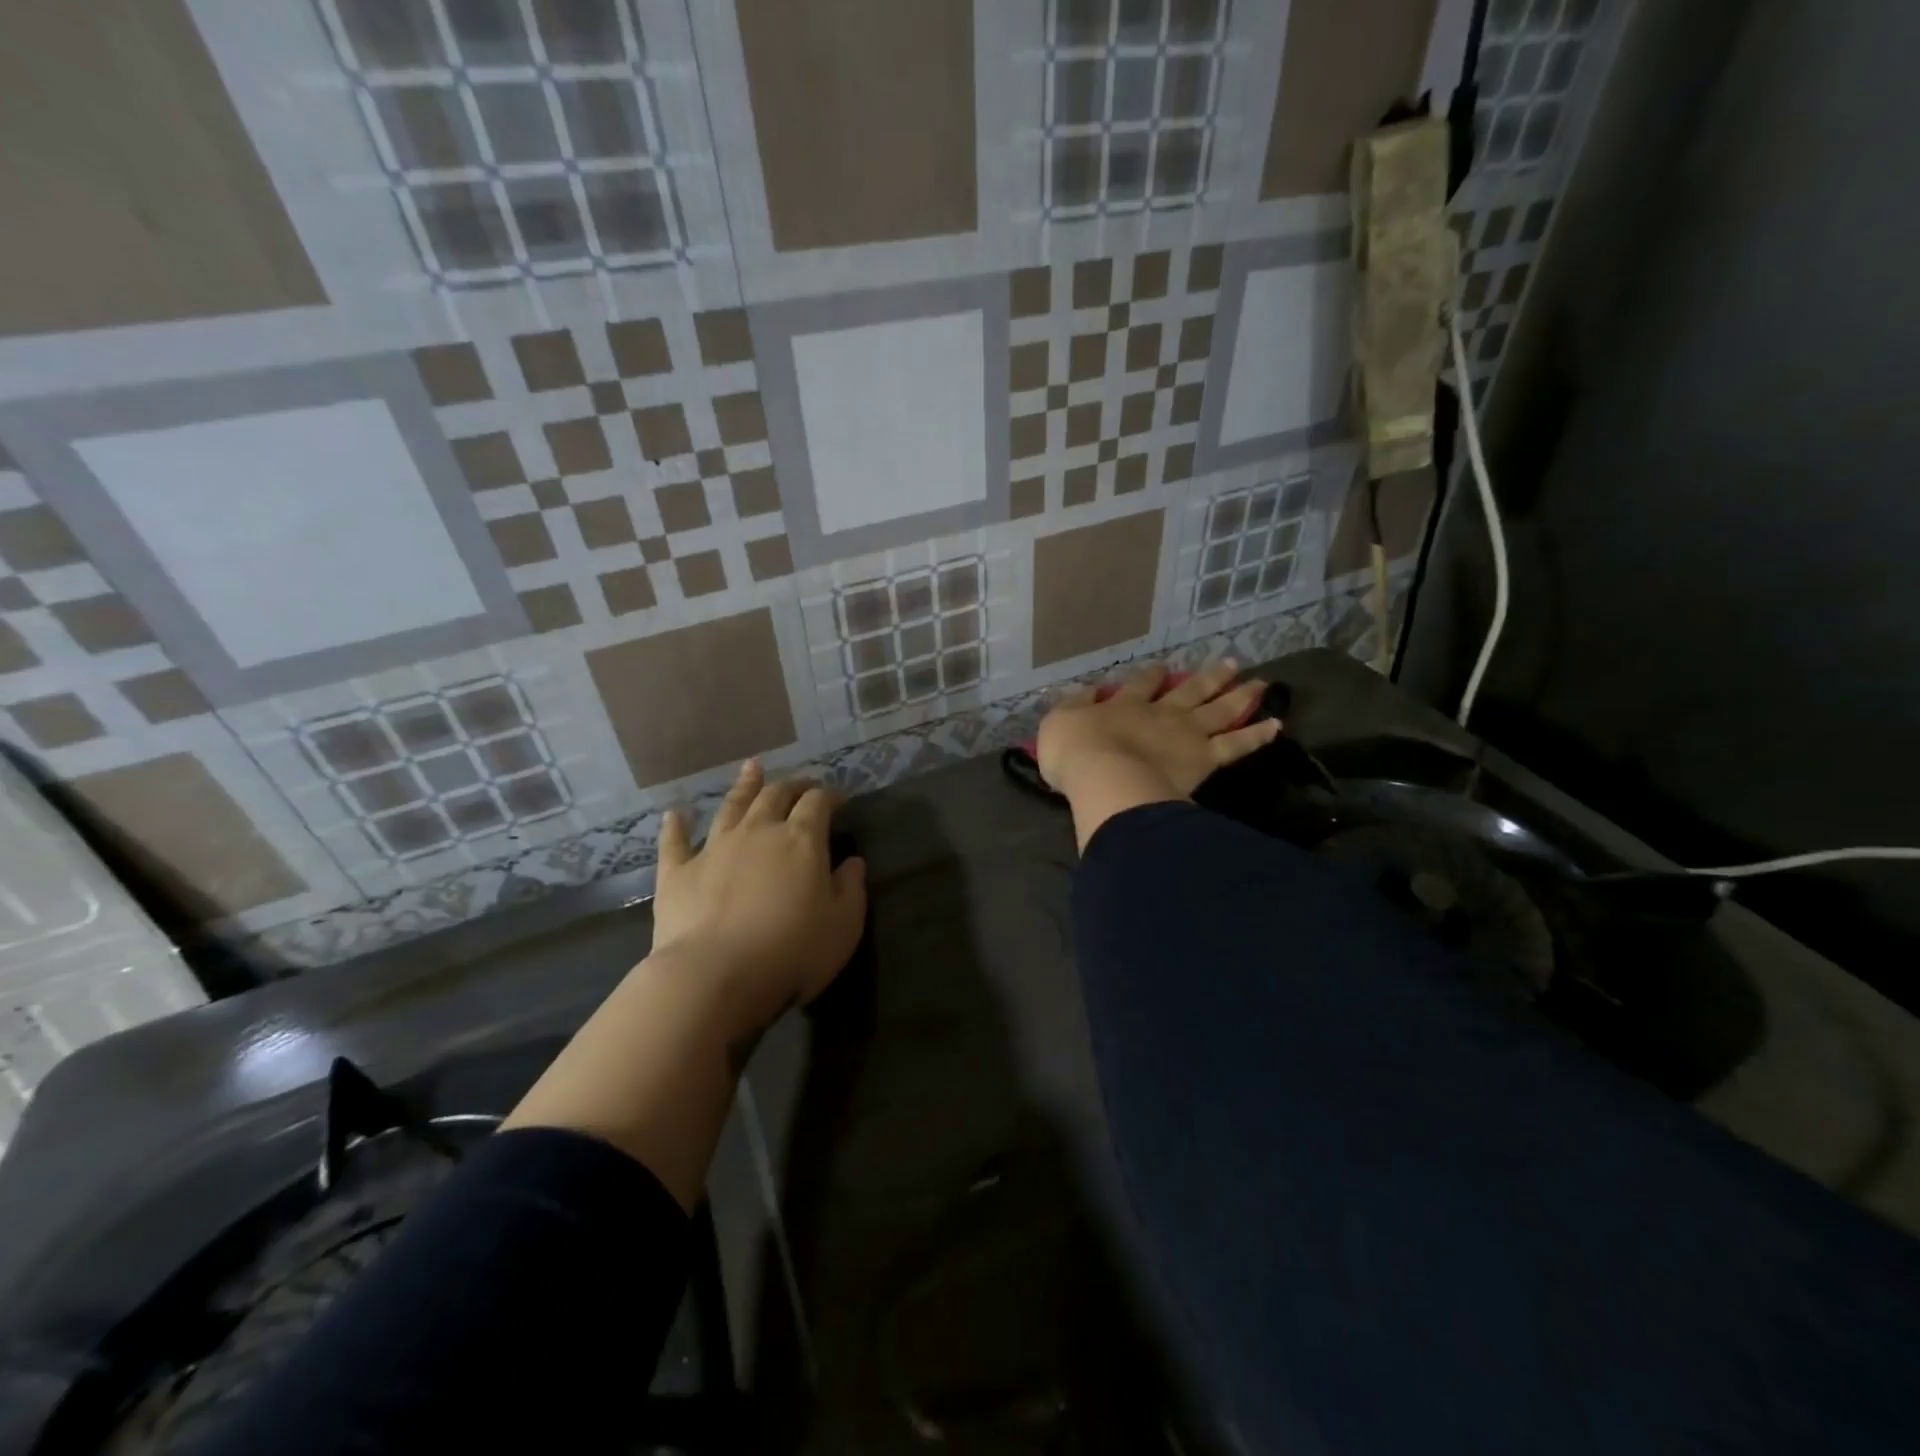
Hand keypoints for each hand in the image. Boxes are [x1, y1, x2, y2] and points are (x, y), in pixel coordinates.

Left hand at [652, 760, 866, 1043]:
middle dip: (792, 785)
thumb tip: (853, 862)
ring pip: (732, 806)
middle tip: (802, 784)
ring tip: (752, 768)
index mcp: (801, 840)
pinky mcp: (678, 872)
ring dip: (744, 785)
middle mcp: (758, 832)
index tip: (838, 798)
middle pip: (775, 795)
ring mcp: (714, 848)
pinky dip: (676, 826)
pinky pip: (675, 842)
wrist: (714, 976)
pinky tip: (675, 814)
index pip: (818, 803)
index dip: (829, 796)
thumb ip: (850, 888)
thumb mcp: (843, 925)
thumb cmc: (791, 953)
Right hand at [1036, 660, 1280, 846]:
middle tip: (1231, 664)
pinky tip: (1276, 726)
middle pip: (1189, 690)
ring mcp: (1186, 734)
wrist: (1104, 776)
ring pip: (1219, 709)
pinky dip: (1257, 735)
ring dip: (1239, 695)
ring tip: (1260, 683)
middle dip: (1208, 677)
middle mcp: (1159, 713)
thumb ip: (1074, 706)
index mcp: (1124, 705)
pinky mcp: (1204, 758)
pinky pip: (1236, 745)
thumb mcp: (1059, 722)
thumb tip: (1087, 693)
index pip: (1140, 684)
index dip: (1151, 675)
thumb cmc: (1075, 753)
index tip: (1162, 667)